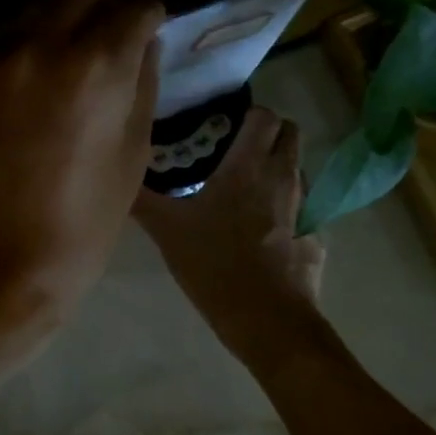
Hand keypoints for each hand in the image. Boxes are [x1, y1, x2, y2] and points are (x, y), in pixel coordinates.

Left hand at [0, 0, 164, 324]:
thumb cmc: (82, 223)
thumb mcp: (132, 154)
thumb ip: (141, 83)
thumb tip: (142, 40)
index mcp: (95, 65)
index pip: (132, 7)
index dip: (143, 19)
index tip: (141, 32)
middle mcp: (35, 48)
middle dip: (94, 16)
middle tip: (93, 52)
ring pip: (19, 33)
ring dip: (35, 53)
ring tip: (32, 103)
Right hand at [135, 106, 324, 339]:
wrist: (267, 321)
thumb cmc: (215, 267)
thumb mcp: (167, 232)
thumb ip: (143, 199)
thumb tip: (120, 176)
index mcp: (248, 167)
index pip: (263, 115)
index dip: (247, 113)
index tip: (223, 124)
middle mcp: (282, 176)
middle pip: (289, 133)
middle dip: (267, 133)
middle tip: (235, 150)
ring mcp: (304, 206)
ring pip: (297, 167)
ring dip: (277, 166)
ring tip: (247, 187)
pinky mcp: (315, 234)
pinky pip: (303, 204)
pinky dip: (286, 204)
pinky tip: (263, 227)